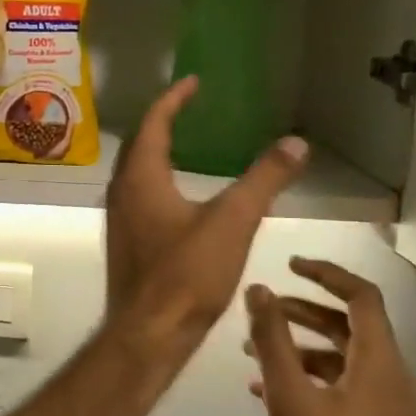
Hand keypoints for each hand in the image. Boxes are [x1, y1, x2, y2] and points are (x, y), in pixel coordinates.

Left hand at [104, 77, 310, 351]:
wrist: (149, 333)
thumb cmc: (186, 274)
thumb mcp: (233, 222)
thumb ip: (264, 180)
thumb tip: (296, 142)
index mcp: (140, 177)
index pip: (153, 123)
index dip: (173, 99)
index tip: (193, 82)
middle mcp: (121, 191)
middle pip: (140, 144)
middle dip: (164, 121)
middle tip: (192, 107)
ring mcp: (119, 218)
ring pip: (137, 171)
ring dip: (159, 151)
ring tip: (189, 143)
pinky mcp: (127, 241)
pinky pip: (140, 194)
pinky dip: (159, 178)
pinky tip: (182, 194)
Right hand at [245, 260, 415, 415]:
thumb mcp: (289, 398)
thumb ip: (272, 340)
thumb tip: (258, 289)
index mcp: (380, 366)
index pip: (362, 299)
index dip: (326, 275)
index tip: (289, 265)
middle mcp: (390, 381)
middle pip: (349, 327)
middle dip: (303, 310)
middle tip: (261, 307)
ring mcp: (384, 411)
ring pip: (341, 359)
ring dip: (299, 346)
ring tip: (252, 350)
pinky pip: (339, 388)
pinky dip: (306, 376)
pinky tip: (264, 389)